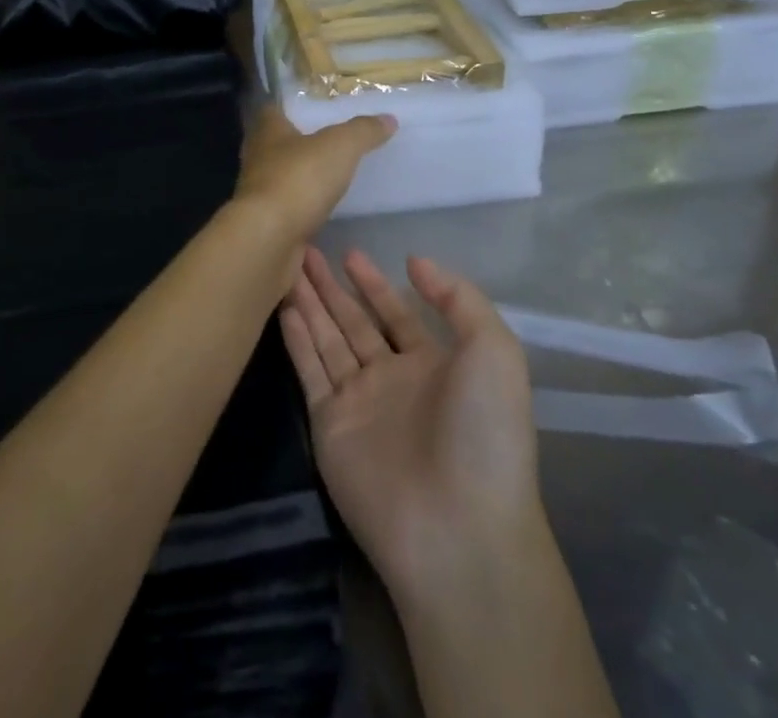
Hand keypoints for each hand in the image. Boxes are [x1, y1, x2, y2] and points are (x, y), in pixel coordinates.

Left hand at [232, 106, 394, 244]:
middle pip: (273, 147)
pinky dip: (300, 213)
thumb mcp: (340, 146)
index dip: (288, 110)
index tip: (309, 112)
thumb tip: (388, 119)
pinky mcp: (265, 226)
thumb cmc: (299, 179)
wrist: (269, 239)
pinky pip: (285, 213)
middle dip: (295, 147)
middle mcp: (257, 160)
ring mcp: (257, 196)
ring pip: (277, 181)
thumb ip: (362, 131)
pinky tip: (320, 216)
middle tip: (325, 148)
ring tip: (326, 182)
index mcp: (267, 133)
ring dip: (297, 181)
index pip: (271, 112)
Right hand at [280, 248, 546, 602]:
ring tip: (286, 268)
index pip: (396, 314)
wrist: (457, 528)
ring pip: (327, 339)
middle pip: (354, 322)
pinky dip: (296, 340)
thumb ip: (458, 298)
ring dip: (308, 304)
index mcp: (434, 365)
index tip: (350, 253)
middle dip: (331, 287)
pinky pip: (310, 370)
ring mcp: (359, 403)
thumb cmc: (483, 433)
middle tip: (305, 250)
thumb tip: (414, 261)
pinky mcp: (329, 425)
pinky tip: (283, 308)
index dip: (374, 284)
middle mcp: (392, 380)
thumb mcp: (494, 351)